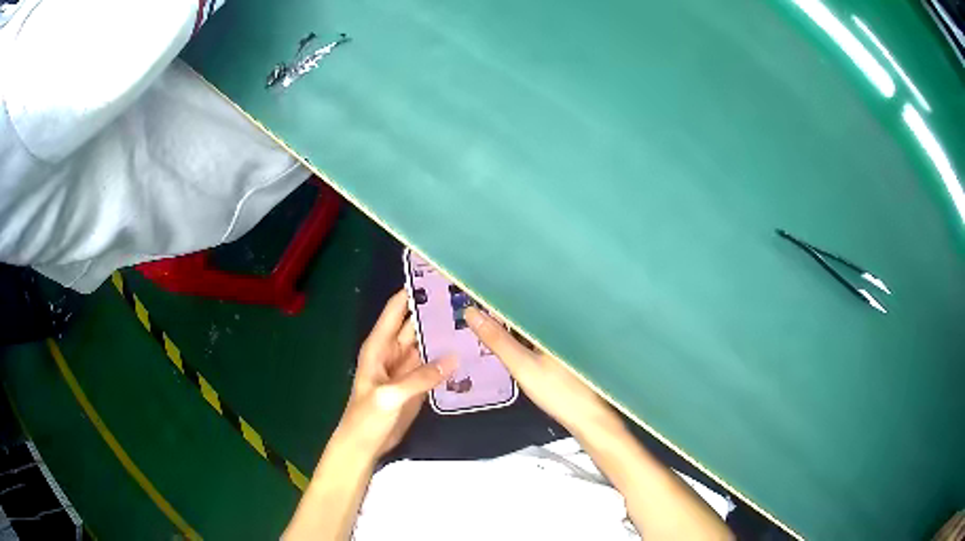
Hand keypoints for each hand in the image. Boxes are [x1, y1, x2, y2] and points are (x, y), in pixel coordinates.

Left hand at [335, 291, 456, 458]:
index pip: (396, 310)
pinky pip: (434, 364)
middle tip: (466, 296)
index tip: (437, 275)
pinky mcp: (418, 383)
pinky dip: (448, 357)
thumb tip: (454, 357)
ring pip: (427, 343)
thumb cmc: (366, 418)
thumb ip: (420, 377)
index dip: (413, 290)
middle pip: (416, 323)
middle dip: (436, 310)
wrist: (365, 446)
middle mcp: (394, 351)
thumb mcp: (390, 396)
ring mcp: (407, 368)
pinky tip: (468, 350)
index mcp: (379, 346)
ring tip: (473, 318)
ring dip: (445, 332)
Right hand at [465, 307, 617, 434]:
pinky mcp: (565, 351)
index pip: (523, 298)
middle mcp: (563, 323)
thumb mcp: (522, 365)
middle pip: (528, 308)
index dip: (500, 294)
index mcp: (555, 320)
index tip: (476, 292)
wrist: (588, 417)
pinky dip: (525, 335)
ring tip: (488, 317)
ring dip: (514, 321)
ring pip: (534, 322)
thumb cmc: (559, 391)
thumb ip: (497, 339)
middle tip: (477, 304)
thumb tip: (470, 313)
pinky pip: (540, 334)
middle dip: (504, 307)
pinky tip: (512, 339)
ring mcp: (565, 337)